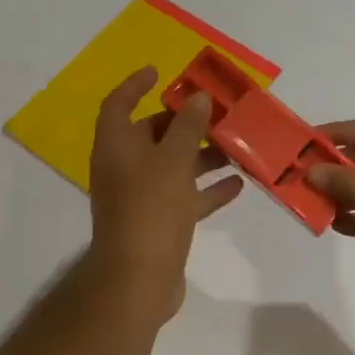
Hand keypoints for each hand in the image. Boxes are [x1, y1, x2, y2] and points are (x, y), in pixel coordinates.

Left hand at [87, 67, 243, 320]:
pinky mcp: (159, 224)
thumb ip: (188, 127)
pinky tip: (238, 184)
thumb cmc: (150, 210)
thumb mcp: (173, 161)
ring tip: (236, 147)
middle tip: (216, 112)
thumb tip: (198, 97)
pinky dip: (207, 189)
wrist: (138, 281)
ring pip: (173, 166)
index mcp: (116, 148)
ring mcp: (141, 198)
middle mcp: (124, 169)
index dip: (135, 85)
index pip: (118, 104)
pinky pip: (185, 198)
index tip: (160, 72)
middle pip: (151, 135)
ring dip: (201, 156)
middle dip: (183, 123)